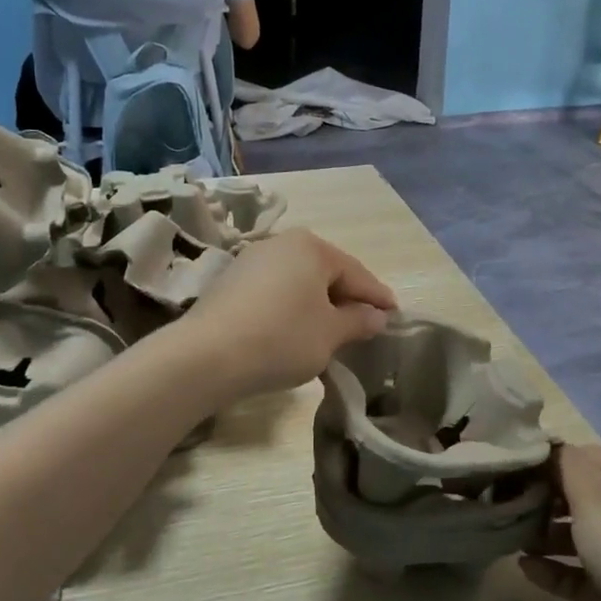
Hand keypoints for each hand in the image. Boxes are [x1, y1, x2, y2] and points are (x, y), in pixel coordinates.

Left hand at [178, 230, 395, 399]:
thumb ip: (359, 321)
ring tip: (332, 330)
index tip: (395, 315)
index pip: (357, 273)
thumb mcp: (330, 334)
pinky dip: (291, 308)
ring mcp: (251, 260)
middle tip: (366, 324)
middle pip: (326, 272)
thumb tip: (376, 316)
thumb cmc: (281, 339)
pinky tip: (295, 330)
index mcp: (312, 247)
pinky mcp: (230, 282)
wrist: (206, 356)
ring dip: (318, 304)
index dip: (378, 297)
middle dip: (347, 298)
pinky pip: (275, 291)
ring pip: (299, 282)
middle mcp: (281, 243)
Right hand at [521, 446, 600, 600]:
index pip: (583, 456)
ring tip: (507, 535)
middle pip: (579, 496)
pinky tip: (523, 567)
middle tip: (503, 502)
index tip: (510, 469)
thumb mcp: (593, 492)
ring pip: (578, 537)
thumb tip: (547, 446)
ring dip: (544, 535)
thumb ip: (565, 463)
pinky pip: (578, 575)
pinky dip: (553, 570)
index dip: (547, 461)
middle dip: (543, 499)